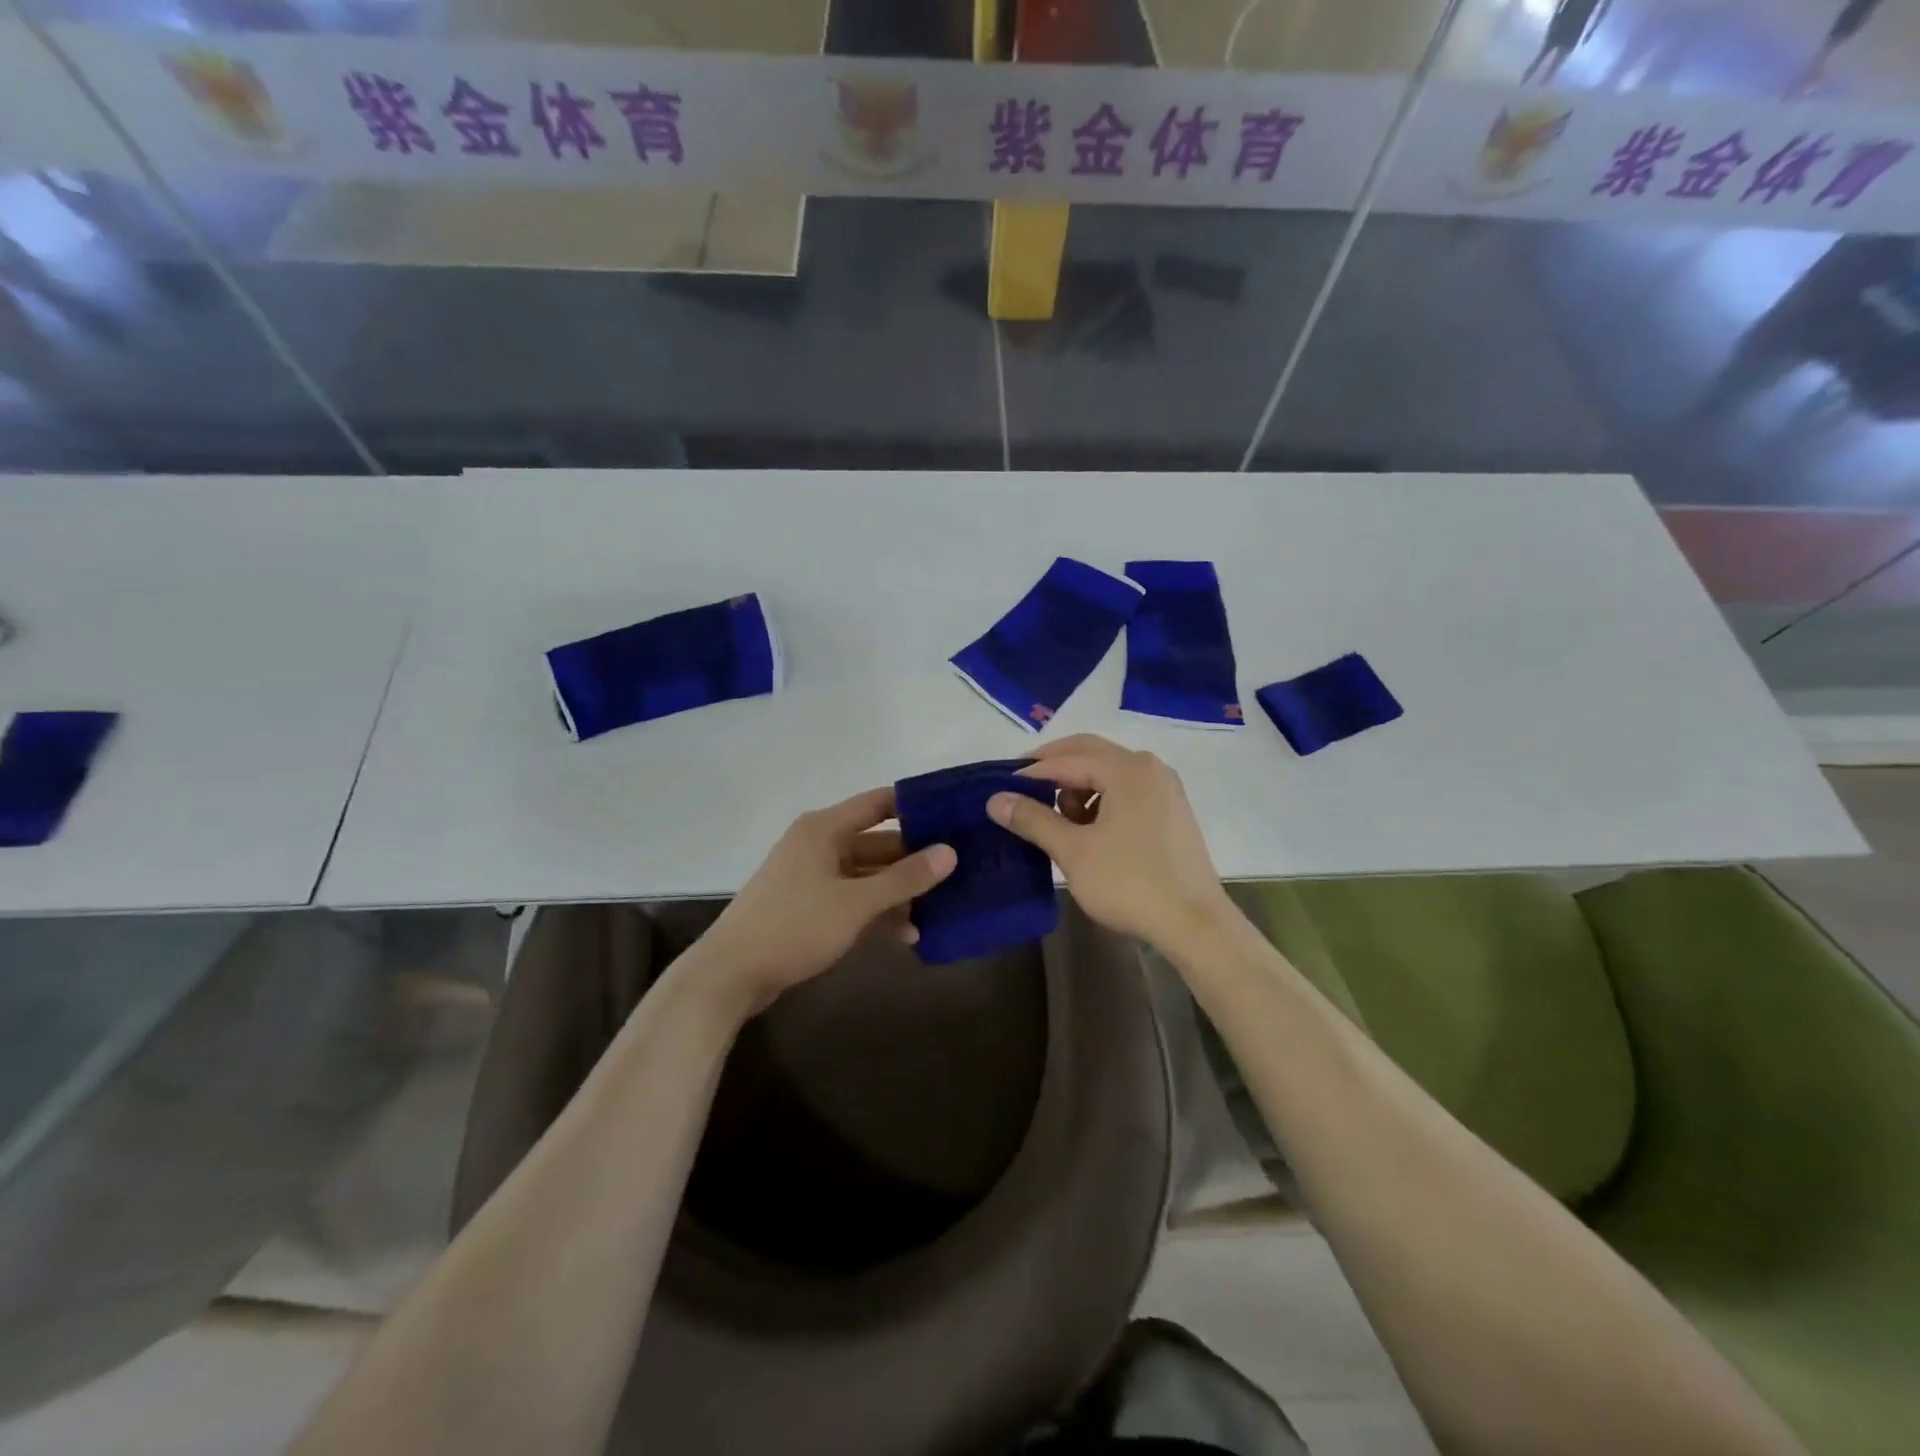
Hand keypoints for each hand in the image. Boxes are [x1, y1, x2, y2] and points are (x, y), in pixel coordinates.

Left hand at [692, 787, 955, 1015]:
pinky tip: (907, 935)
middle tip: (959, 870)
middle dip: (915, 859)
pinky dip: (877, 911)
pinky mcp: (809, 905)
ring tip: (940, 910)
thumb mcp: (856, 903)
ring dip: (899, 892)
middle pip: (877, 842)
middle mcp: (819, 844)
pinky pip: (853, 898)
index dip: (916, 806)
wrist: (731, 974)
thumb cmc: (795, 926)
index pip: (879, 803)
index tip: (955, 816)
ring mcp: (812, 876)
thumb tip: (950, 852)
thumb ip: (905, 878)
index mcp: (825, 828)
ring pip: (867, 874)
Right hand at [987, 734, 1230, 952]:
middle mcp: (1149, 767)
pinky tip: (1089, 828)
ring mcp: (1165, 788)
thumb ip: (1033, 819)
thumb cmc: (1129, 883)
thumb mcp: (1073, 851)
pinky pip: (1127, 789)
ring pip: (1110, 772)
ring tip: (1058, 817)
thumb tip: (995, 798)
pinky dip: (1101, 798)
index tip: (1001, 787)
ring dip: (1078, 785)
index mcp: (1127, 769)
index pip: (1066, 760)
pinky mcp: (1172, 810)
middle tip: (1021, 786)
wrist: (1194, 923)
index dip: (1030, 772)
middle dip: (1054, 767)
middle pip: (1090, 753)